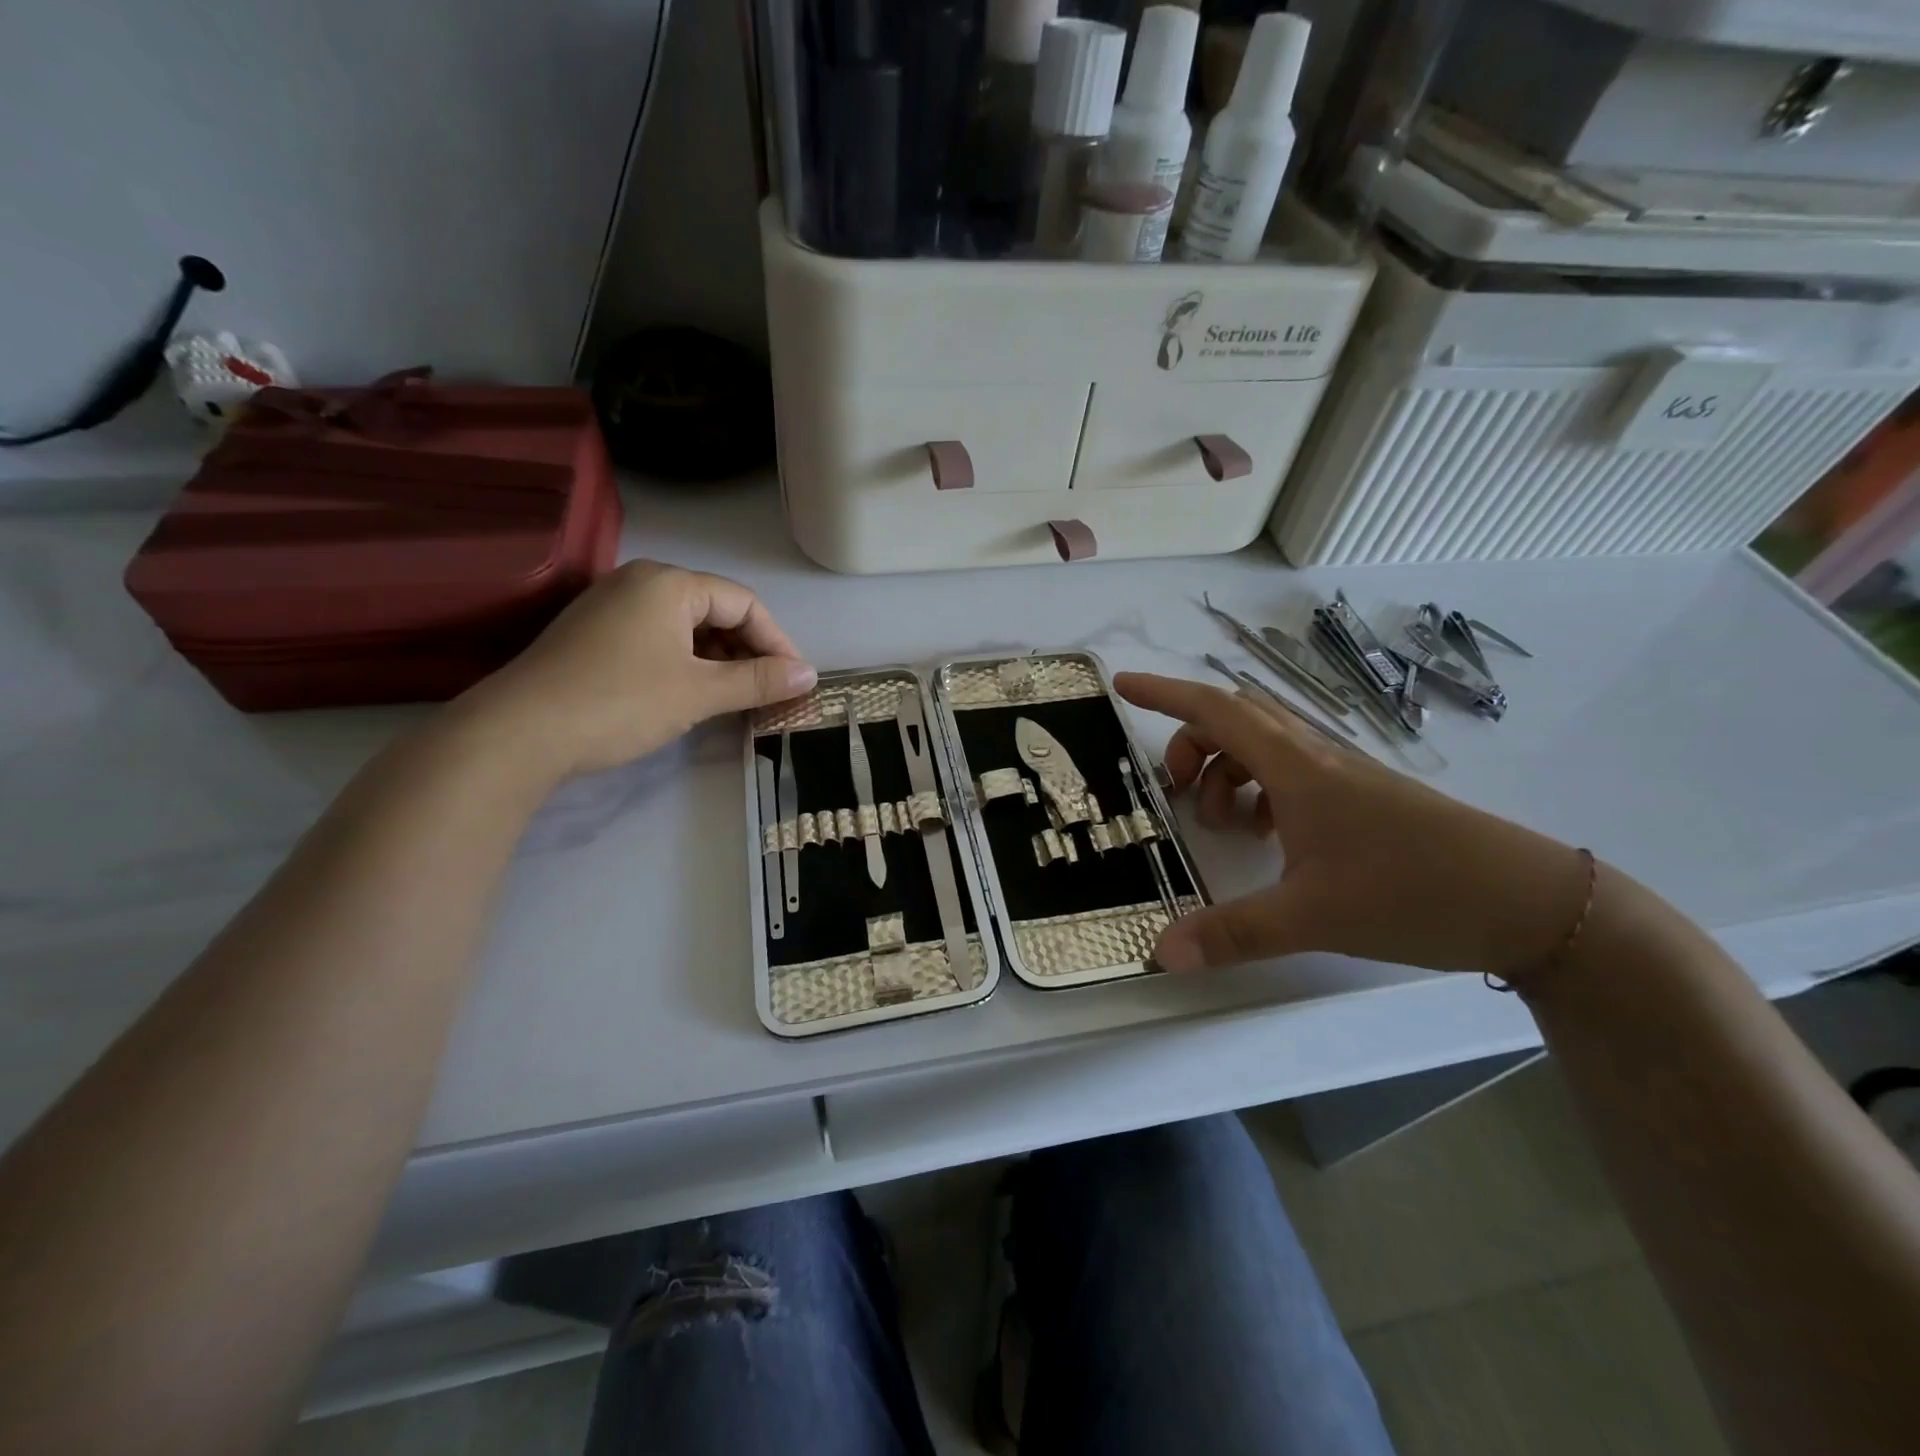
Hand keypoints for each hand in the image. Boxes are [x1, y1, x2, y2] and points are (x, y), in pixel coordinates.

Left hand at [456, 562, 816, 781]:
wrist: (519, 732)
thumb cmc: (620, 702)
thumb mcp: (699, 692)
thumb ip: (758, 681)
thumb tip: (810, 675)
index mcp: (668, 583)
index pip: (744, 603)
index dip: (777, 641)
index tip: (795, 681)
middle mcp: (639, 582)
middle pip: (715, 611)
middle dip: (748, 652)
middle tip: (767, 692)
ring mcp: (611, 607)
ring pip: (685, 628)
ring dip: (718, 661)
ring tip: (735, 698)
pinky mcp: (593, 635)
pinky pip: (657, 640)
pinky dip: (685, 664)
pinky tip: (692, 694)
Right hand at [1114, 672, 1590, 976]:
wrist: (1531, 902)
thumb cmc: (1414, 893)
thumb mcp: (1311, 918)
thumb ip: (1230, 933)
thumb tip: (1159, 953)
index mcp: (1297, 768)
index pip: (1216, 711)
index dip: (1164, 693)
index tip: (1122, 684)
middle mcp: (1316, 759)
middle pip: (1236, 722)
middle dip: (1191, 744)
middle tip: (1172, 788)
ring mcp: (1343, 777)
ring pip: (1264, 748)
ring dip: (1226, 771)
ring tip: (1221, 823)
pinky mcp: (1362, 799)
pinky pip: (1291, 773)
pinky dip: (1260, 790)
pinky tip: (1266, 834)